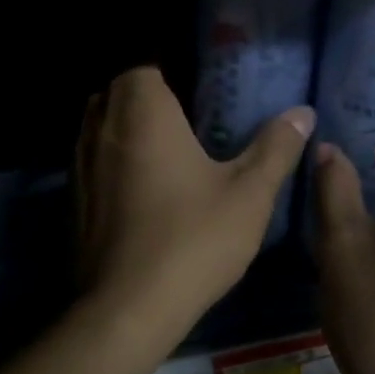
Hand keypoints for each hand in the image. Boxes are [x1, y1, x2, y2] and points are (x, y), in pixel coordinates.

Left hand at [74, 66, 312, 346]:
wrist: (127, 308)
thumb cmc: (192, 240)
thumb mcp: (249, 194)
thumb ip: (275, 148)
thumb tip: (302, 112)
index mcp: (141, 111)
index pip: (144, 66)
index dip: (171, 74)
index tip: (201, 94)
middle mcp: (100, 126)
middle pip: (117, 92)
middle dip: (148, 99)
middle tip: (189, 121)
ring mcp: (79, 164)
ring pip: (100, 126)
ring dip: (127, 130)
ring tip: (168, 153)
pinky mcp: (72, 199)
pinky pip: (92, 162)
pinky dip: (113, 163)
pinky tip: (143, 192)